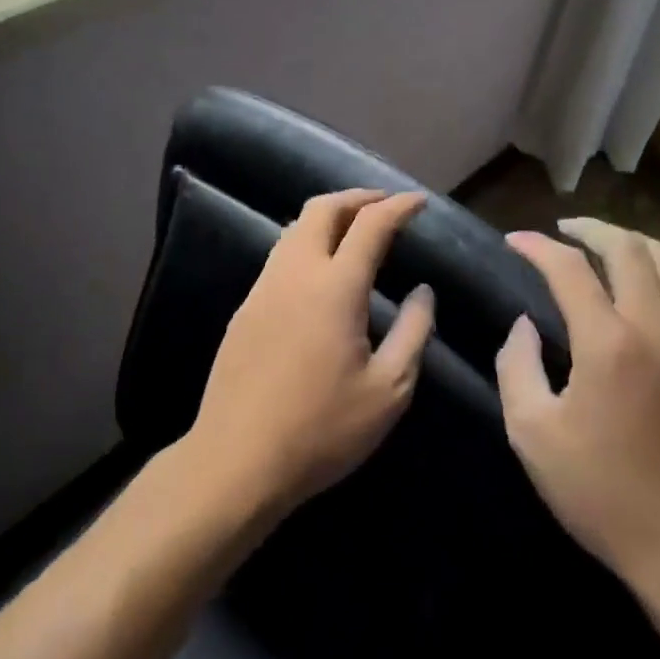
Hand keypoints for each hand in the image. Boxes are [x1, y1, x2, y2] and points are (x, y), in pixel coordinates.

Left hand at [186, 189, 434, 513]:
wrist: (235, 461)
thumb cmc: (321, 429)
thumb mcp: (388, 390)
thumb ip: (414, 332)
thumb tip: (423, 292)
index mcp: (335, 287)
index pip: (371, 224)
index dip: (399, 206)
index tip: (420, 202)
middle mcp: (296, 273)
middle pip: (323, 208)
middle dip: (358, 197)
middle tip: (386, 205)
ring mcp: (264, 288)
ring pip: (295, 228)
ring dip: (329, 216)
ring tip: (356, 229)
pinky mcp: (245, 308)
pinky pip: (280, 255)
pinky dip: (308, 242)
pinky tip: (321, 270)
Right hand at [496, 217, 659, 590]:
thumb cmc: (602, 492)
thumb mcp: (533, 434)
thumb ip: (517, 367)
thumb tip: (525, 326)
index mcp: (609, 343)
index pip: (570, 268)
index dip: (537, 246)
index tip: (514, 241)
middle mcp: (656, 327)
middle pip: (628, 247)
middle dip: (590, 228)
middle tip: (561, 230)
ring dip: (630, 242)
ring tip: (602, 246)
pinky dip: (656, 272)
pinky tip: (635, 290)